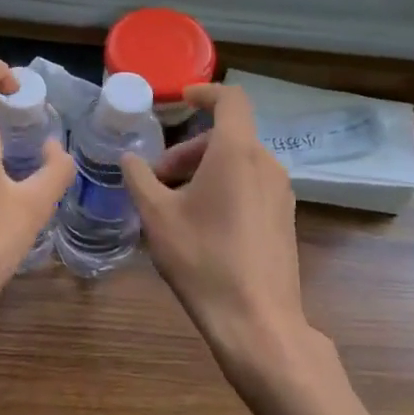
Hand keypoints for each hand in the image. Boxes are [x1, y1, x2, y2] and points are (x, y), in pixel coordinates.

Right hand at [122, 85, 316, 387]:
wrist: (257, 322)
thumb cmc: (203, 259)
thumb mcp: (157, 216)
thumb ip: (139, 179)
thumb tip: (129, 159)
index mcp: (238, 152)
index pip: (230, 99)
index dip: (204, 92)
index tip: (180, 101)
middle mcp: (266, 164)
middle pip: (227, 136)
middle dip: (188, 149)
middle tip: (157, 177)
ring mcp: (280, 193)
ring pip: (238, 162)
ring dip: (203, 170)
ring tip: (173, 204)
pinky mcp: (284, 219)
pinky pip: (250, 185)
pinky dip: (224, 188)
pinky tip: (201, 225)